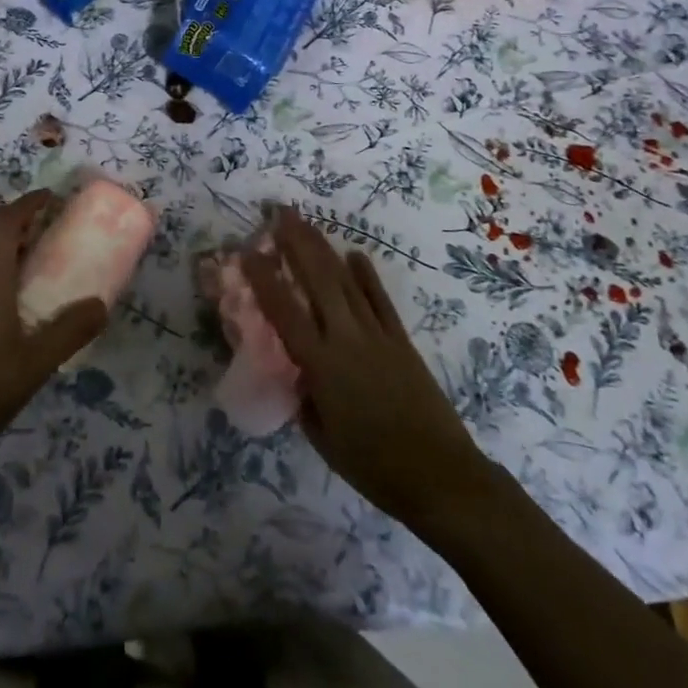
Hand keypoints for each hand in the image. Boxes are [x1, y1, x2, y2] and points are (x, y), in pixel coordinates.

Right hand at [243, 208, 490, 547]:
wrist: (439, 475)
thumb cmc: (373, 466)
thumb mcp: (322, 438)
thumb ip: (305, 398)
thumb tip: (297, 372)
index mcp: (321, 365)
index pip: (284, 312)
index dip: (264, 280)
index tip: (248, 252)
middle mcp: (346, 339)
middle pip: (318, 280)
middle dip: (297, 243)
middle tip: (280, 212)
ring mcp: (376, 334)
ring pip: (346, 281)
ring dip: (324, 248)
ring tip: (306, 222)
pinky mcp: (400, 339)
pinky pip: (379, 299)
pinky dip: (366, 275)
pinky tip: (354, 254)